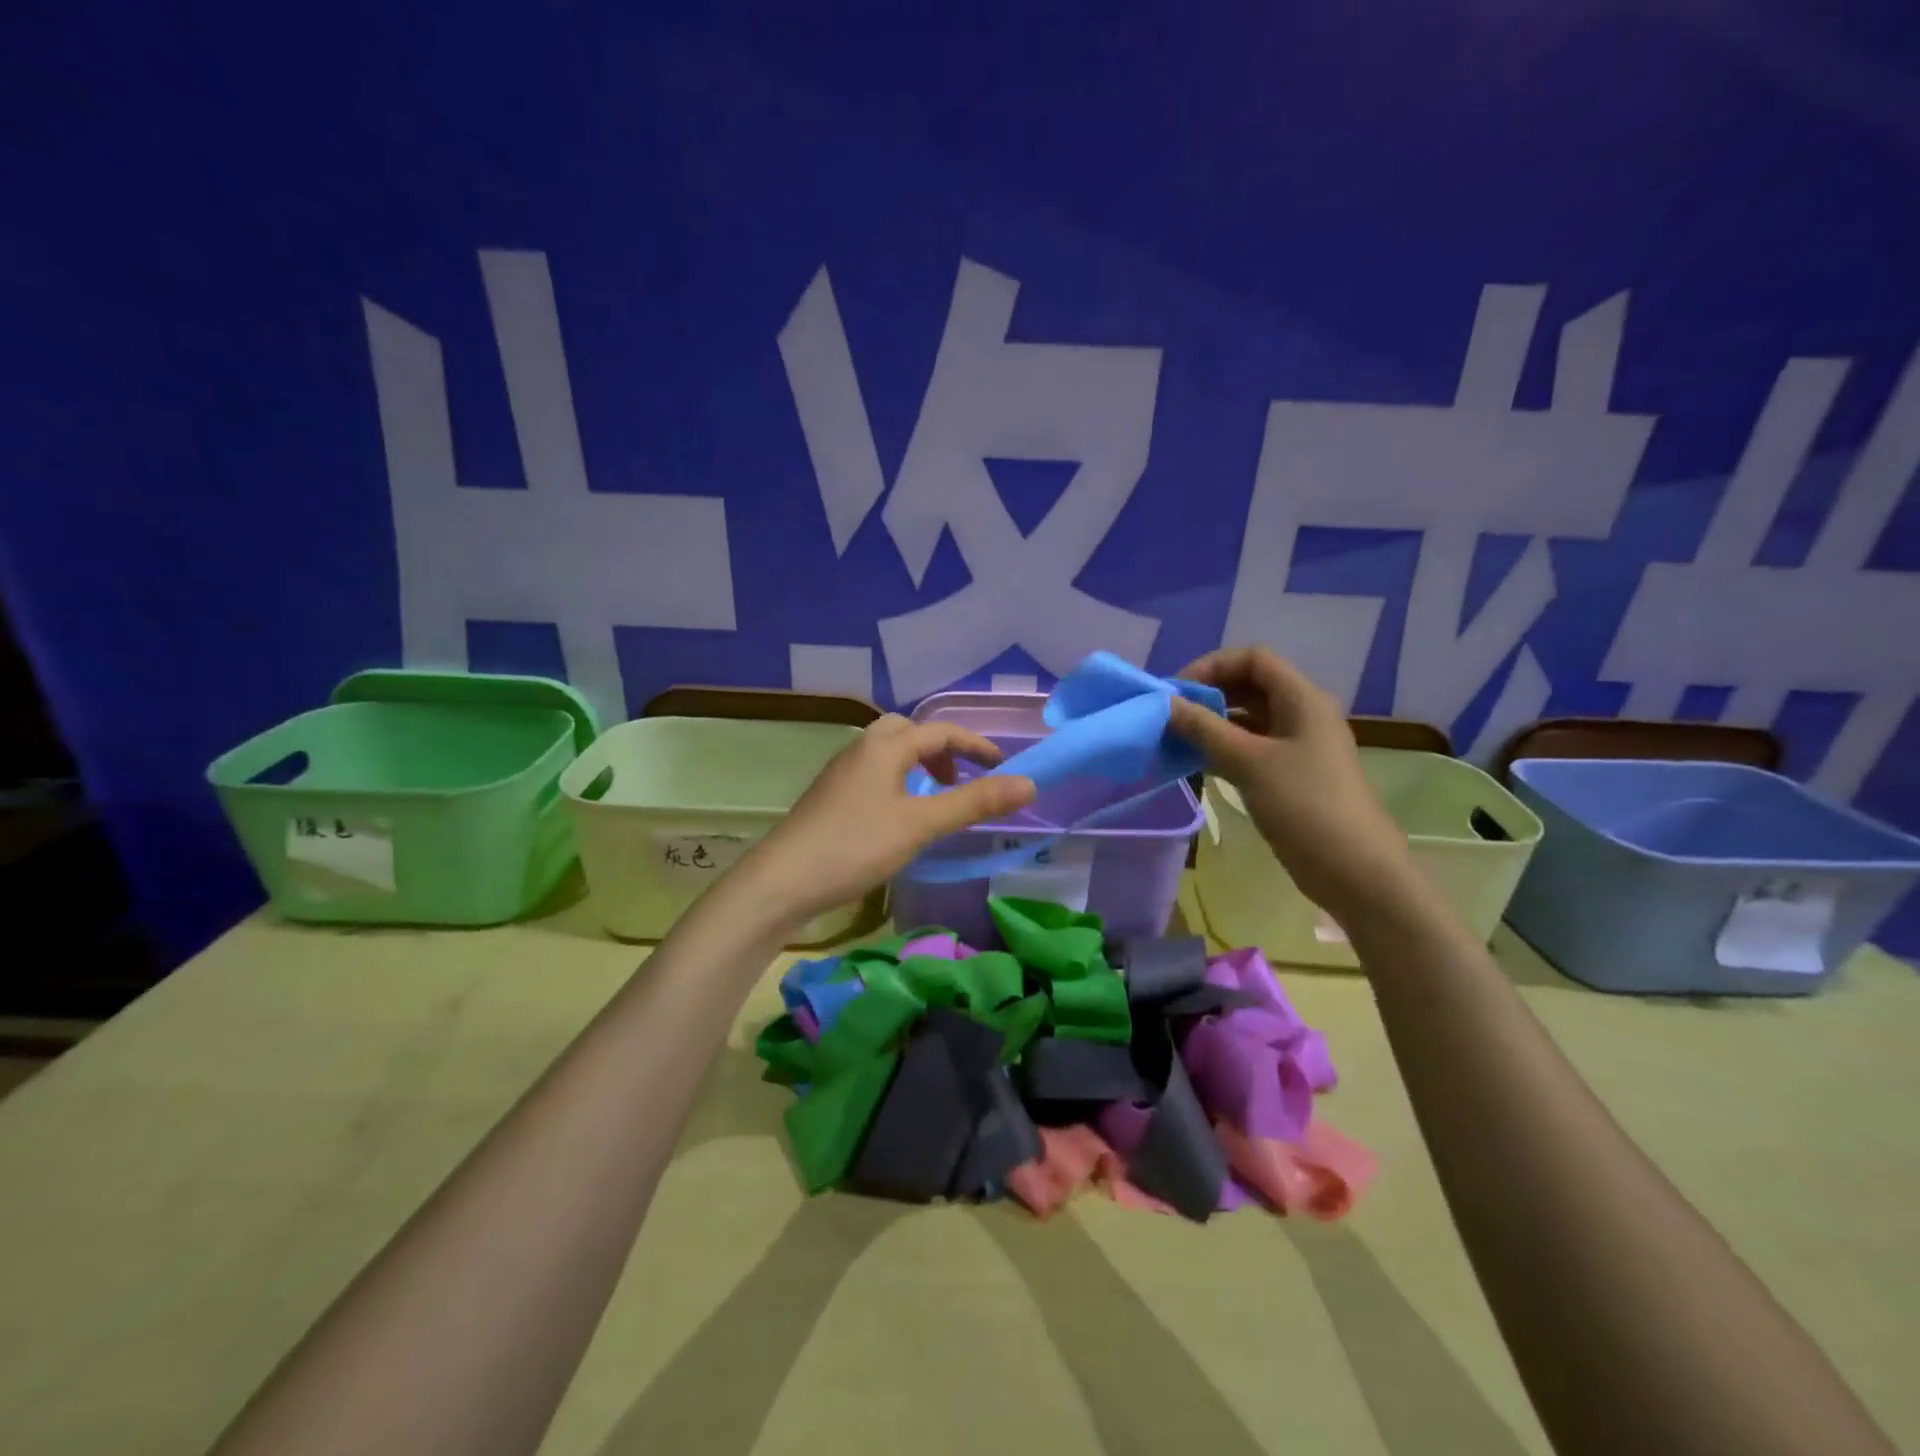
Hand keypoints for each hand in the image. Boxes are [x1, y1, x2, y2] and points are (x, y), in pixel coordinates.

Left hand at [743, 716, 1037, 922]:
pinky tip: (898, 816)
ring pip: (887, 753)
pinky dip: (897, 781)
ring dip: (917, 765)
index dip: (976, 745)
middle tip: (958, 778)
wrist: (782, 880)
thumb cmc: (856, 845)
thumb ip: (974, 803)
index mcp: (884, 746)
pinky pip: (873, 774)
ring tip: (933, 798)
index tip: (1002, 766)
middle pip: (907, 731)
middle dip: (940, 748)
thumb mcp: (922, 824)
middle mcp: (861, 749)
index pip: (940, 731)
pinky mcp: (830, 797)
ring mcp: (841, 773)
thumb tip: (1029, 783)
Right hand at [1169, 647, 1412, 923]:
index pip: (1253, 659)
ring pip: (1248, 719)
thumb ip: (1204, 729)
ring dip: (1212, 724)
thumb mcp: (1249, 762)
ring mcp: (1298, 746)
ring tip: (1176, 740)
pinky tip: (1196, 763)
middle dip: (1208, 694)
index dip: (1212, 666)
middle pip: (1250, 686)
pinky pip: (1251, 748)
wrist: (1354, 869)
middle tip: (1170, 716)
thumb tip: (1165, 704)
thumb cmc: (1304, 805)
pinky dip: (1223, 749)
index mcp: (1302, 699)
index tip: (1177, 692)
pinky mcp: (1291, 775)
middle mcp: (1302, 714)